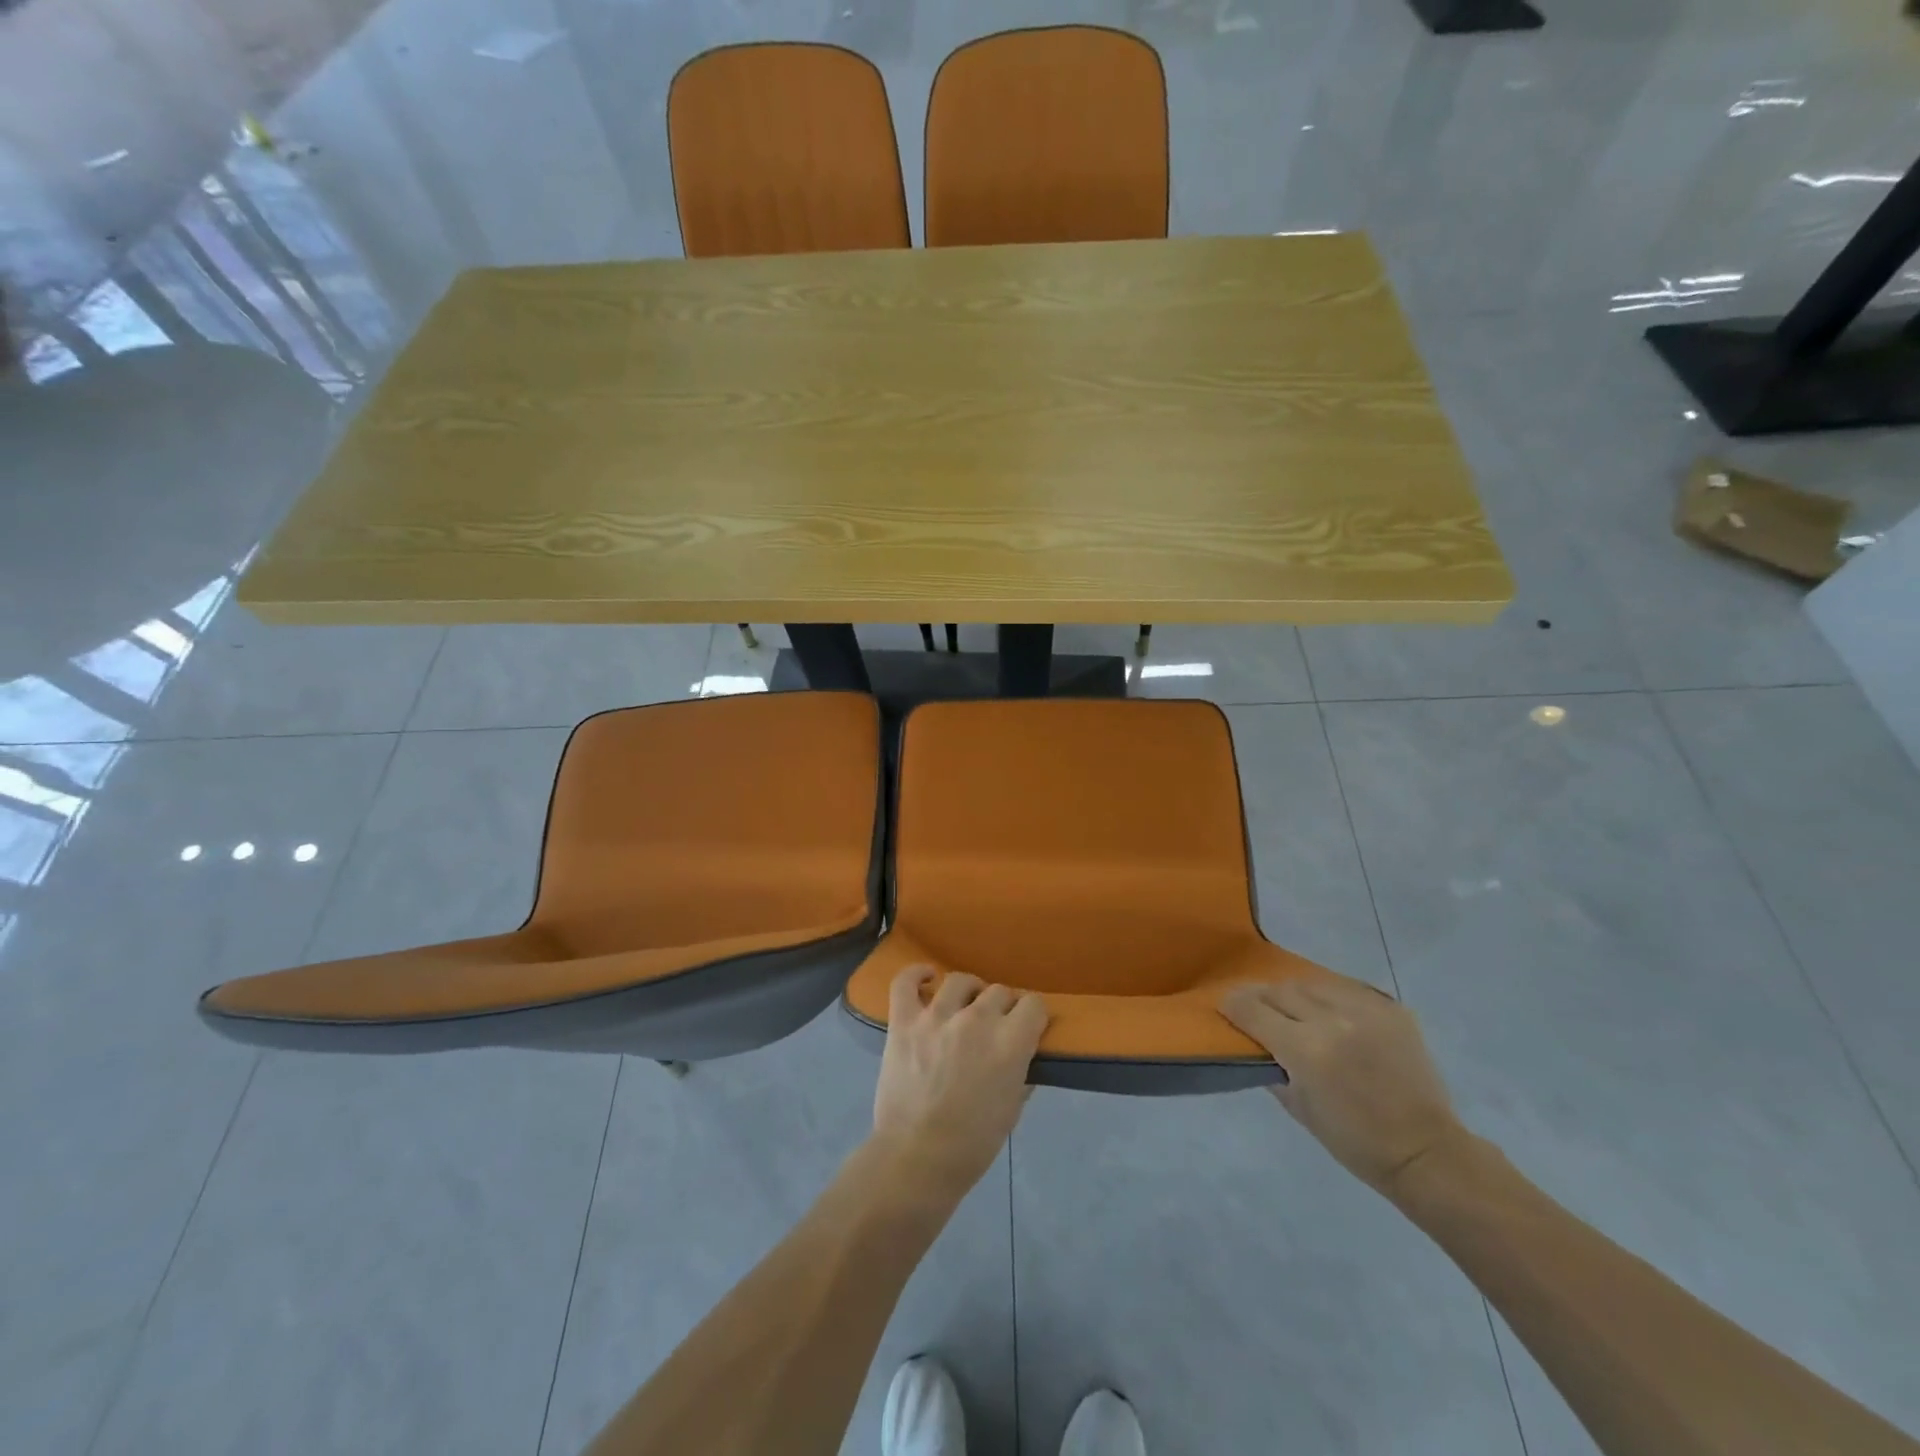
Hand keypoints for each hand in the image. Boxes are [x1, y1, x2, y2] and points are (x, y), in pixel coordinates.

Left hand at [870, 966, 1048, 1199]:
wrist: (917, 1159)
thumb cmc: (972, 1144)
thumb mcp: (1012, 1110)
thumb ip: (1020, 1074)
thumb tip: (1020, 1055)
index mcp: (1010, 1042)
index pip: (1034, 1004)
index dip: (1033, 1016)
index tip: (1028, 1028)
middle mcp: (976, 1019)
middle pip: (999, 992)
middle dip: (1003, 1008)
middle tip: (995, 1027)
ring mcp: (936, 1017)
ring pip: (961, 981)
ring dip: (969, 992)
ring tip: (966, 1005)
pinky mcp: (904, 1021)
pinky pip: (906, 982)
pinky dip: (916, 974)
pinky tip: (927, 977)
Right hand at [1221, 973, 1464, 1195]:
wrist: (1426, 1152)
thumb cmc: (1354, 1142)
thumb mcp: (1298, 1108)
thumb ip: (1272, 1066)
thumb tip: (1253, 1041)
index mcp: (1307, 1050)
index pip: (1253, 1010)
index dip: (1233, 1005)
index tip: (1225, 1006)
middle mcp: (1334, 1020)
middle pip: (1281, 990)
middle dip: (1263, 998)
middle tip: (1258, 1008)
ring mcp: (1367, 1011)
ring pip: (1313, 983)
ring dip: (1297, 994)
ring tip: (1296, 1009)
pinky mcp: (1392, 1008)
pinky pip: (1347, 989)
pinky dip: (1332, 998)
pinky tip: (1333, 1014)